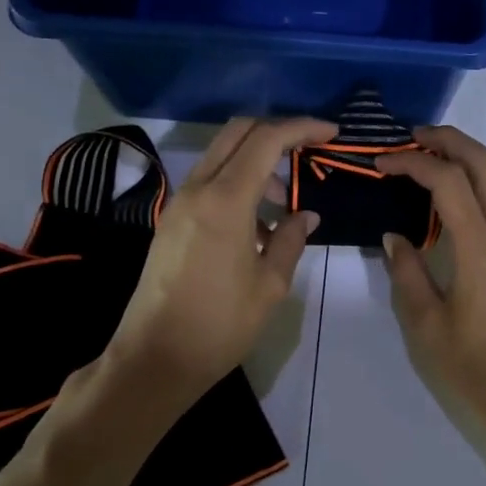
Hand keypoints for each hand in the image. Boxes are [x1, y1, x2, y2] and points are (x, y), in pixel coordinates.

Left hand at [89, 117, 332, 428]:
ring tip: (285, 203)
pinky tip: (258, 224)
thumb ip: (292, 240)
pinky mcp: (172, 220)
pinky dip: (238, 182)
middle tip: (309, 150)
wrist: (154, 358)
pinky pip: (210, 182)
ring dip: (257, 161)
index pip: (267, 140)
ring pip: (222, 155)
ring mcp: (180, 203)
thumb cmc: (220, 324)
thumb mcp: (270, 285)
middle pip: (238, 132)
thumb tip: (306, 215)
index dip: (302, 128)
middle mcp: (198, 189)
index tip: (331, 132)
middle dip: (277, 131)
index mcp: (226, 200)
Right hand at [379, 127, 485, 452]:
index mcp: (480, 249)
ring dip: (464, 159)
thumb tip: (395, 237)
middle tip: (411, 136)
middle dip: (450, 139)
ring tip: (424, 161)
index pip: (448, 181)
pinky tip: (443, 205)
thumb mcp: (427, 327)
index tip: (381, 163)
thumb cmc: (477, 370)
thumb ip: (408, 274)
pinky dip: (472, 187)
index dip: (413, 162)